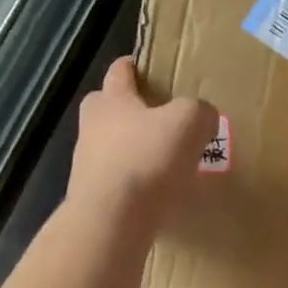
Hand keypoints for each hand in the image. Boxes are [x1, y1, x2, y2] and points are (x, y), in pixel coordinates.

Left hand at [69, 57, 218, 223]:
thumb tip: (202, 117)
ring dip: (131, 150)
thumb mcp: (189, 122)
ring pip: (110, 146)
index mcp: (112, 99)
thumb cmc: (148, 158)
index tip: (150, 68)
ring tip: (163, 161)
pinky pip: (115, 180)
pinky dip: (133, 183)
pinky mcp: (91, 197)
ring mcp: (86, 163)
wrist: (111, 221)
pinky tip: (156, 194)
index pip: (119, 70)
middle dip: (128, 109)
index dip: (135, 66)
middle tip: (158, 118)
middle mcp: (92, 126)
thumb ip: (199, 111)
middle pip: (106, 107)